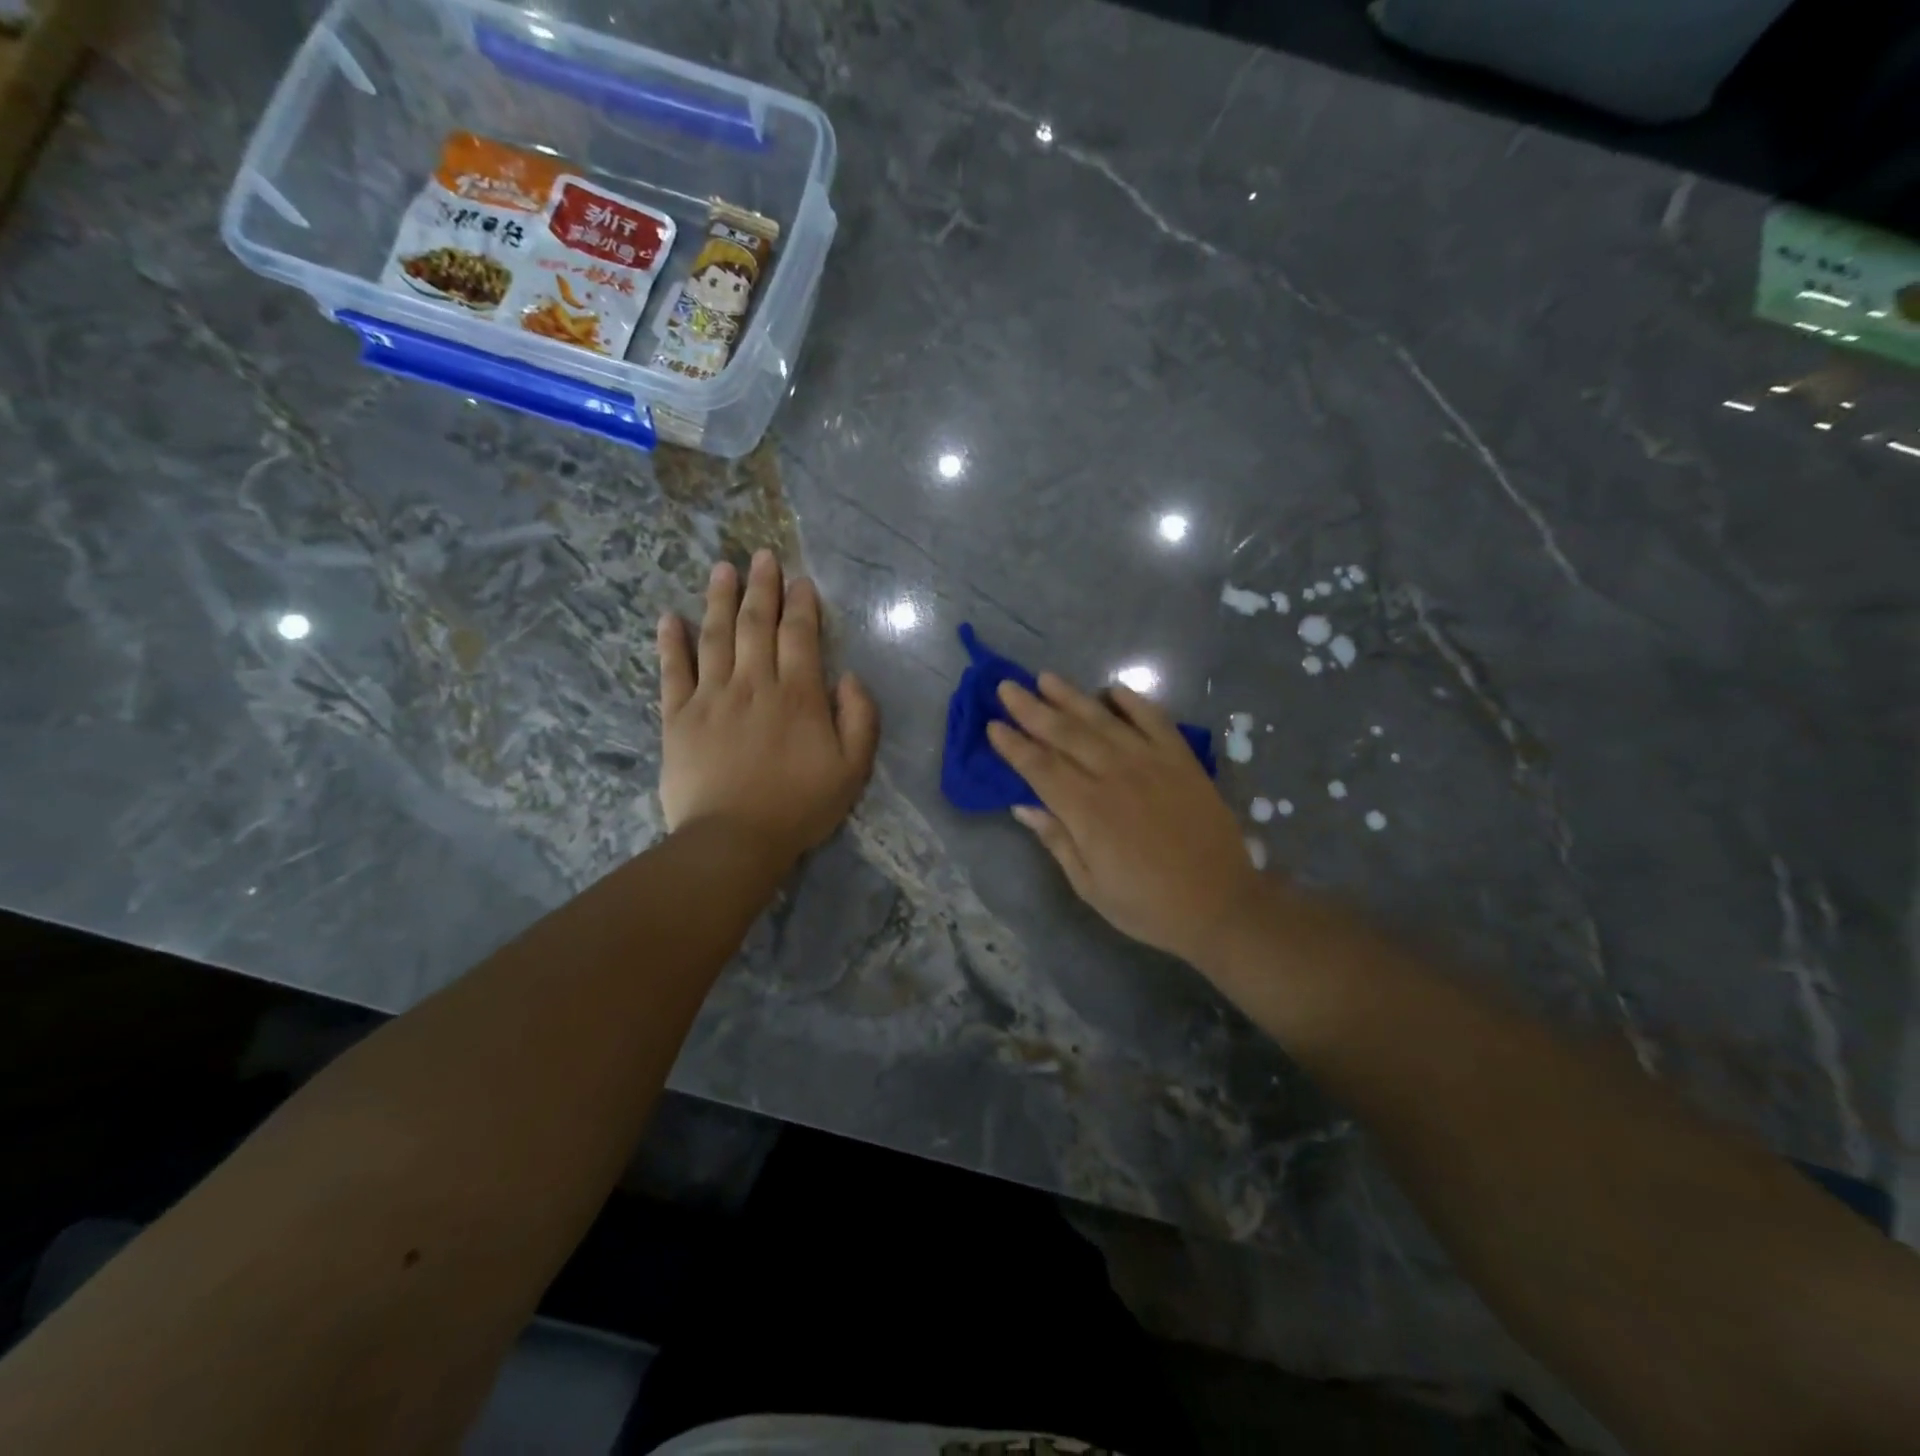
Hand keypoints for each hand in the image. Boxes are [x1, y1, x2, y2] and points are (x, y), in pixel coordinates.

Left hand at [658, 551, 878, 868]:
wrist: (734, 840)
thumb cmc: (800, 806)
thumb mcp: (852, 769)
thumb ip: (860, 719)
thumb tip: (850, 677)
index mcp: (798, 695)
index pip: (799, 635)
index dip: (801, 604)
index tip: (800, 580)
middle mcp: (754, 684)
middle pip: (757, 624)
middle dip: (762, 587)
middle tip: (762, 556)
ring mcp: (711, 697)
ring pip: (716, 636)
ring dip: (720, 599)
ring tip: (722, 568)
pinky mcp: (678, 717)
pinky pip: (673, 671)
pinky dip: (671, 642)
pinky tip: (670, 617)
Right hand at [986, 675, 1261, 967]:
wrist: (1220, 904)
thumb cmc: (1148, 905)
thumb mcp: (1090, 886)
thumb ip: (1057, 840)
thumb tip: (1022, 807)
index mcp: (1087, 811)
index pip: (1040, 767)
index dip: (1013, 745)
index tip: (993, 725)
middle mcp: (1114, 776)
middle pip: (1065, 734)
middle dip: (1032, 709)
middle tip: (1007, 687)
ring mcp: (1151, 762)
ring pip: (1103, 720)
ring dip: (1071, 697)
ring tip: (1046, 678)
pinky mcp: (1181, 759)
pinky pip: (1154, 720)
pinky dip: (1133, 701)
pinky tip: (1112, 689)